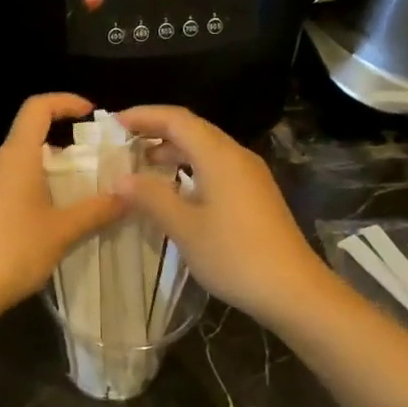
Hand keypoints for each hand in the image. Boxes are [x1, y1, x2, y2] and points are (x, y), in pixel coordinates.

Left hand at [0, 94, 124, 324]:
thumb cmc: (13, 251)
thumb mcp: (63, 231)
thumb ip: (98, 210)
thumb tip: (129, 194)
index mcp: (16, 156)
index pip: (37, 107)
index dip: (64, 101)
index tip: (91, 113)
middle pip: (31, 136)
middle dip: (66, 145)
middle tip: (97, 164)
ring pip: (22, 163)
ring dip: (51, 171)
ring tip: (81, 193)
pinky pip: (11, 184)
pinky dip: (35, 188)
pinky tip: (52, 216)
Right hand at [113, 105, 336, 329]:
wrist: (294, 290)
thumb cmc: (235, 255)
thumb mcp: (184, 228)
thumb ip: (151, 198)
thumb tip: (120, 179)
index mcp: (219, 156)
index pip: (176, 118)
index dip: (143, 116)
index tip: (113, 124)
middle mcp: (236, 156)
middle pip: (193, 129)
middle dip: (156, 131)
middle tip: (122, 143)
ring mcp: (250, 175)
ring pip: (206, 149)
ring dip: (173, 151)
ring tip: (142, 165)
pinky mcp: (255, 194)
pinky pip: (217, 167)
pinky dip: (190, 168)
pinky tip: (175, 189)